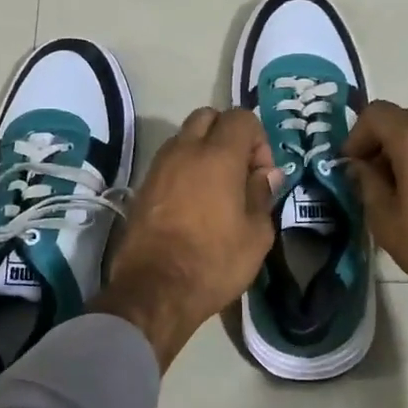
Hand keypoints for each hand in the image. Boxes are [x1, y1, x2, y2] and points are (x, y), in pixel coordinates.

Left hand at [96, 108, 285, 369]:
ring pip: (184, 137)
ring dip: (203, 150)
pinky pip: (169, 161)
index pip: (241, 117)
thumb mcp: (256, 234)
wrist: (154, 290)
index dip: (258, 139)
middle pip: (208, 117)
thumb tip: (265, 174)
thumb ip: (262, 195)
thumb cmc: (214, 262)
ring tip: (216, 188)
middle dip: (227, 134)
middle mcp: (184, 150)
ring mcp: (159, 166)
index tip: (261, 173)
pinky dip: (184, 168)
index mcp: (218, 156)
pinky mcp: (142, 186)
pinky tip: (193, 202)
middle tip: (239, 171)